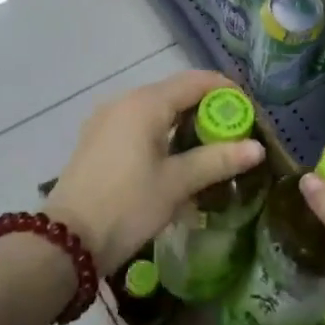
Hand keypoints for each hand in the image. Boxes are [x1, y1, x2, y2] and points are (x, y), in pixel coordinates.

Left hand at [46, 69, 265, 271]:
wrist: (66, 242)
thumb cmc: (127, 206)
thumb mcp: (177, 183)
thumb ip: (218, 160)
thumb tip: (258, 148)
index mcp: (145, 104)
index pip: (196, 82)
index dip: (226, 92)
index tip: (249, 113)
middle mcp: (123, 102)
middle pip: (175, 93)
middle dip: (207, 110)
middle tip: (233, 135)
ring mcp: (105, 120)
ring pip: (155, 110)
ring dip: (184, 124)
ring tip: (208, 150)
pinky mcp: (97, 140)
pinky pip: (137, 125)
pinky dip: (161, 135)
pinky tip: (174, 161)